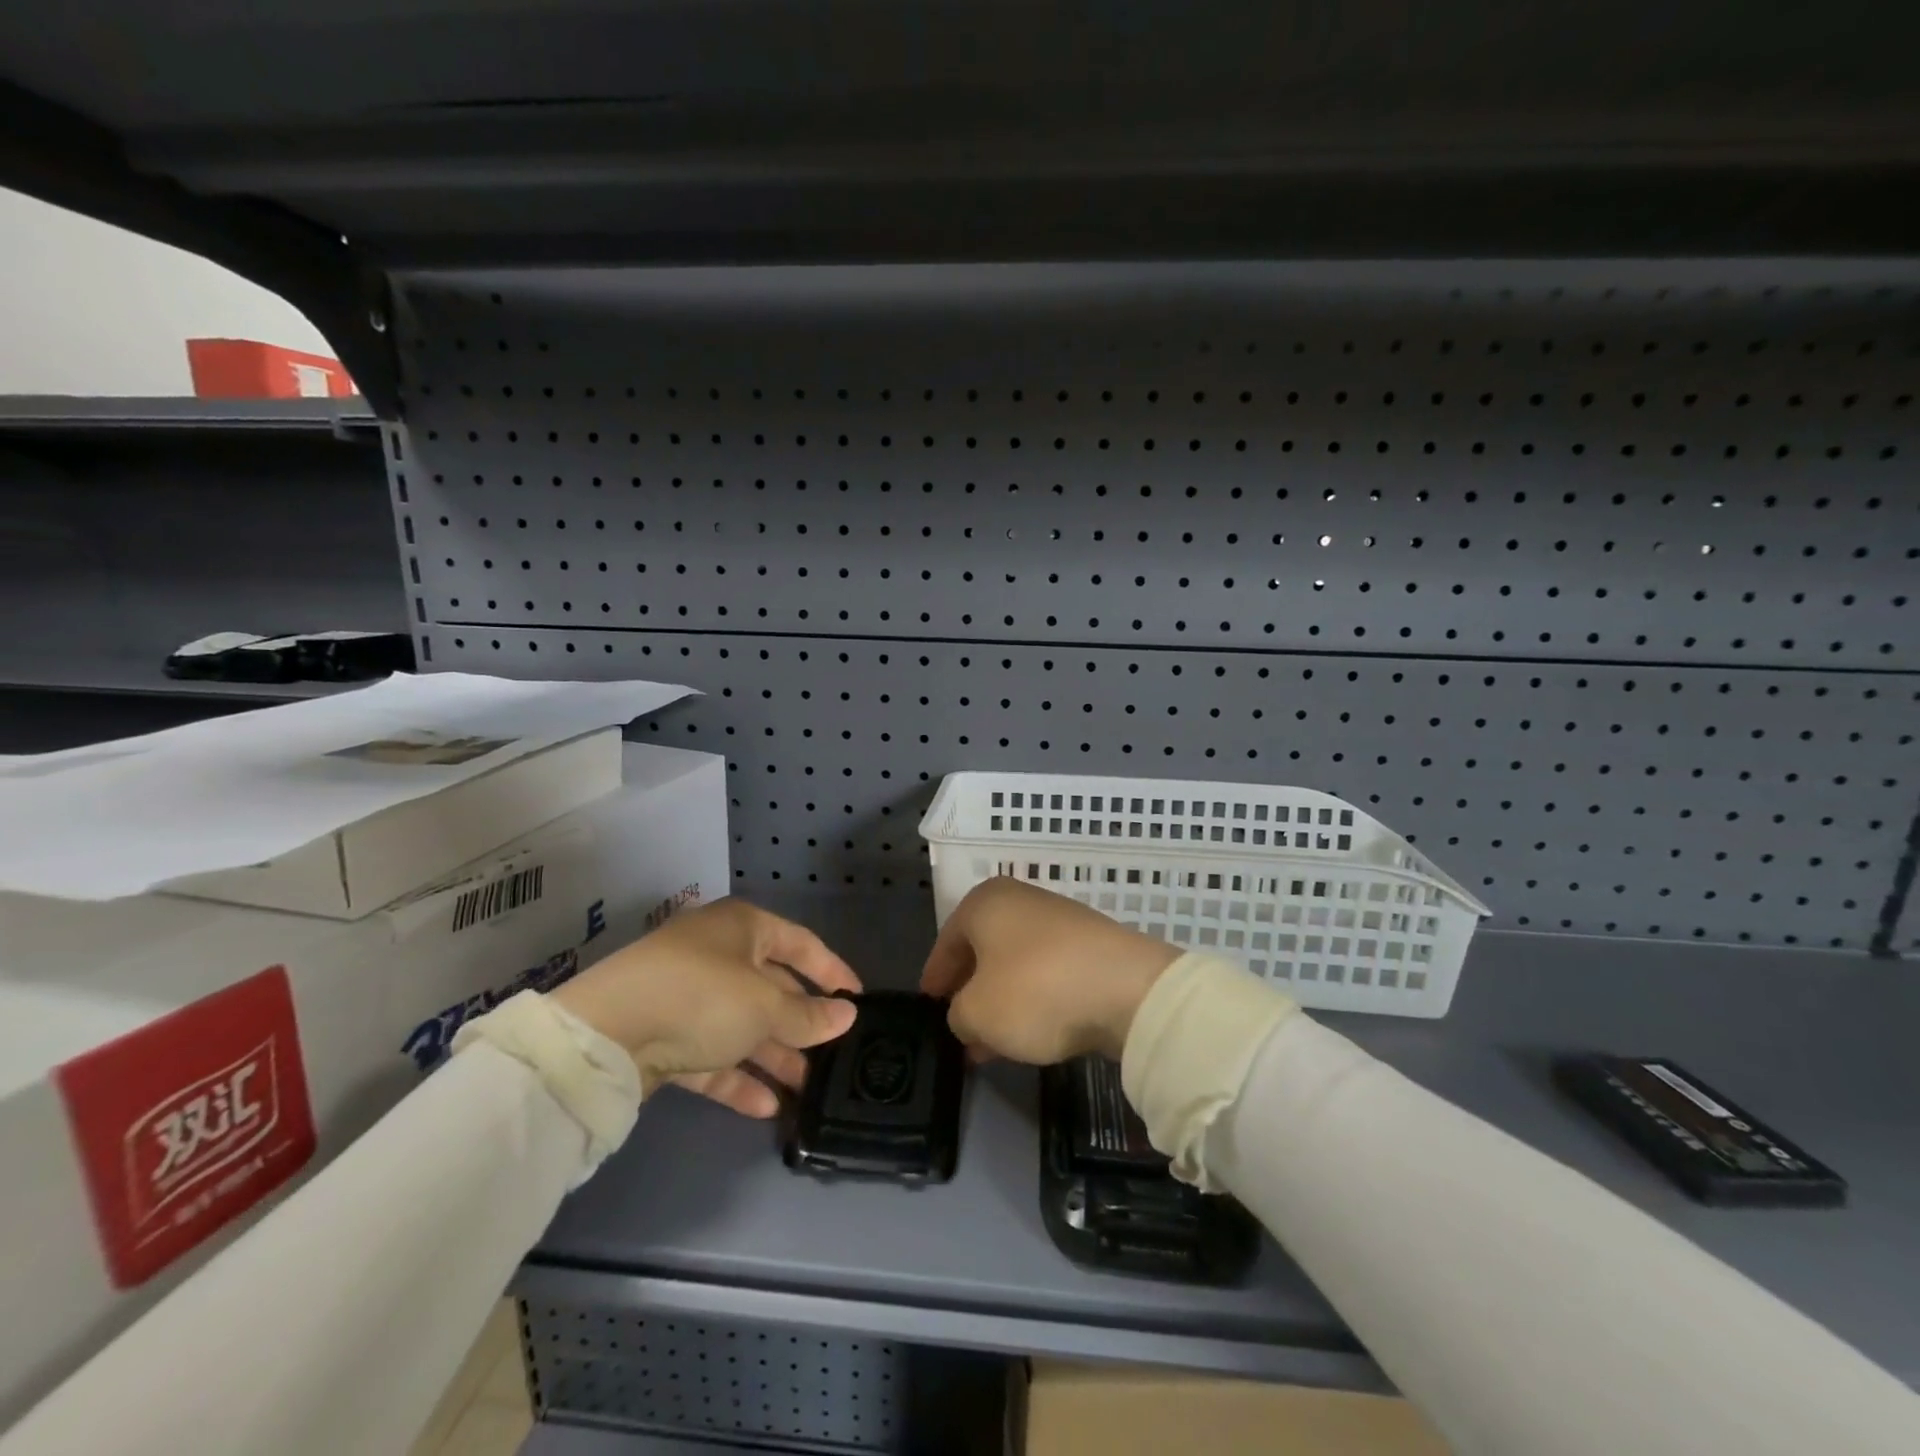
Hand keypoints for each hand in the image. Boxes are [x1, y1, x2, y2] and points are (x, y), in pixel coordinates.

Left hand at [552, 898, 859, 1117]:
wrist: (605, 1034)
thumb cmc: (702, 997)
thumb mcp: (765, 1007)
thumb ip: (808, 1015)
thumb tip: (848, 1015)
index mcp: (743, 928)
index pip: (800, 943)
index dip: (831, 970)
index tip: (858, 1000)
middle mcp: (717, 955)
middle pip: (772, 988)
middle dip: (801, 1024)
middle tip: (833, 1055)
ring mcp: (688, 996)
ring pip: (743, 1026)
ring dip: (774, 1057)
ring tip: (807, 1090)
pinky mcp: (665, 1036)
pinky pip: (712, 1054)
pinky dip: (738, 1077)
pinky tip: (767, 1108)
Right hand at [919, 877, 1179, 1064]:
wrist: (1127, 989)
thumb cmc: (1035, 990)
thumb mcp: (976, 1013)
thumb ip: (959, 1015)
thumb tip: (969, 1015)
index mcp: (985, 903)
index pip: (948, 940)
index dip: (936, 975)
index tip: (930, 1002)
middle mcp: (1021, 901)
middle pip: (983, 949)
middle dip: (970, 991)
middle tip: (959, 1026)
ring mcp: (1060, 921)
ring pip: (1015, 964)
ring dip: (1001, 1001)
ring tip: (992, 1043)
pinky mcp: (1091, 945)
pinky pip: (1048, 972)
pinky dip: (1033, 999)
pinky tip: (1031, 1033)